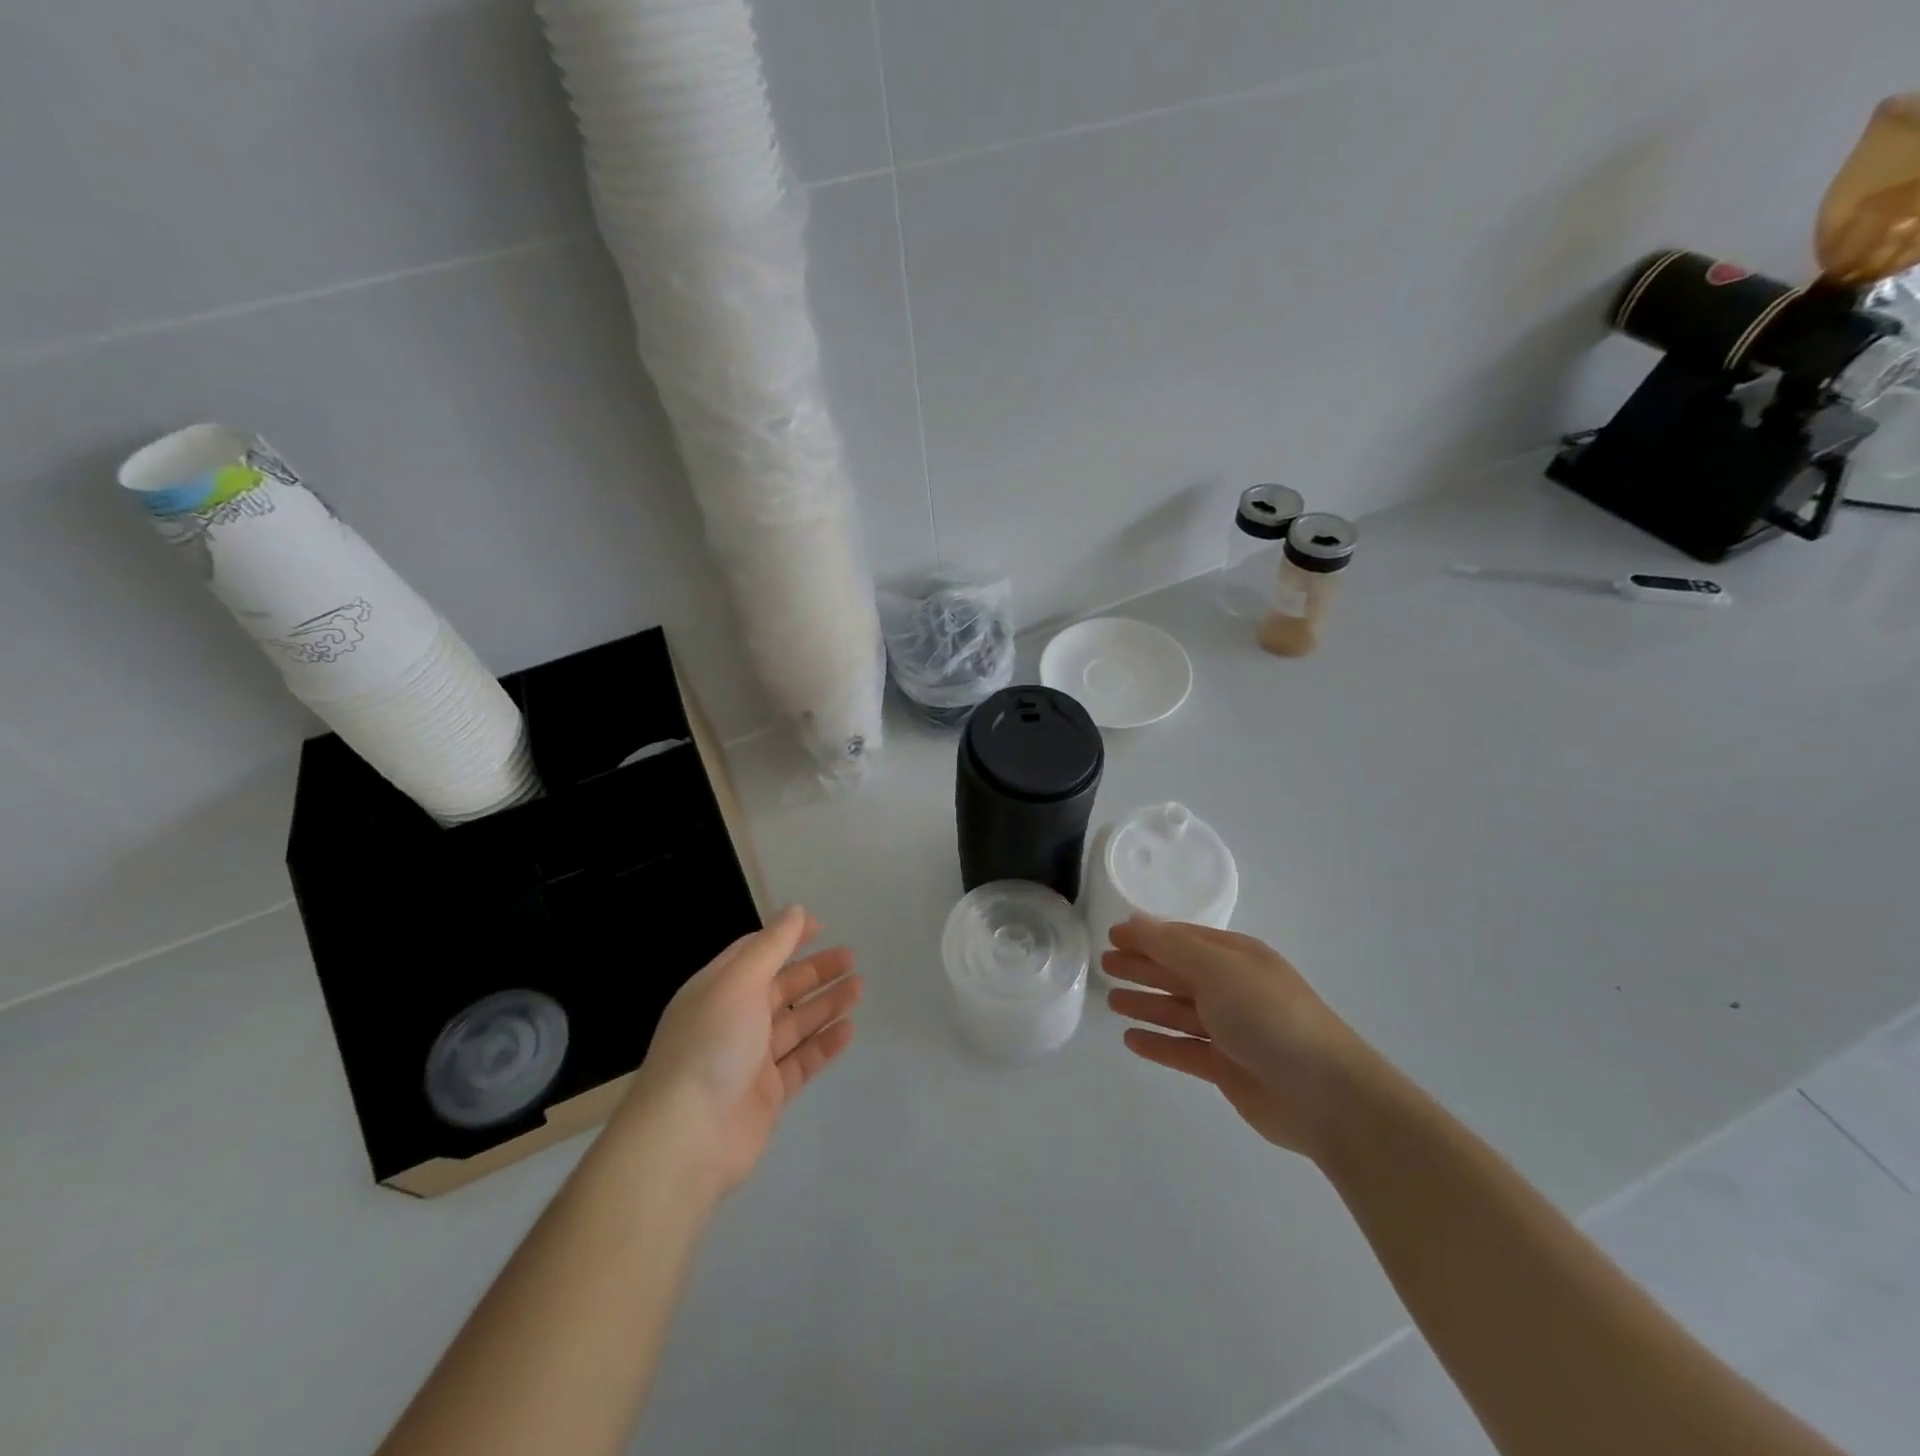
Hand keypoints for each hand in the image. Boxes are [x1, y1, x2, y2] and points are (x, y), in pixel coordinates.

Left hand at [621, 904, 861, 1194]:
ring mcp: (750, 1060)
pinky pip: (802, 1061)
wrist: (688, 1138)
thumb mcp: (738, 983)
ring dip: (825, 1004)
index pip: (755, 953)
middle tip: (851, 958)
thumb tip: (795, 910)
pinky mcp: (768, 1094)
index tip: (821, 926)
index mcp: (717, 990)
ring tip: (859, 987)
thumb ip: (770, 946)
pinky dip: (824, 1044)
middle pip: (780, 988)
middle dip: (814, 971)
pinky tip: (849, 1029)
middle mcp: (732, 1021)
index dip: (786, 937)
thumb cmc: (711, 1046)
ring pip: (795, 1023)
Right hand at [1103, 918, 1376, 1158]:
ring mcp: (1231, 1030)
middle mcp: (1233, 988)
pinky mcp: (1228, 1068)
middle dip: (1142, 967)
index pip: (1182, 939)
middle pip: (1178, 972)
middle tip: (1104, 966)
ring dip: (1146, 1004)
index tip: (1111, 936)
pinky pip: (1184, 1049)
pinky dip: (1158, 1043)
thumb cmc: (1269, 1017)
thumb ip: (1171, 945)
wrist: (1326, 1095)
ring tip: (1111, 1001)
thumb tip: (1134, 922)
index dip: (1147, 936)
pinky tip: (1131, 1040)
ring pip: (1178, 1011)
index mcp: (1236, 957)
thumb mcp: (1218, 969)